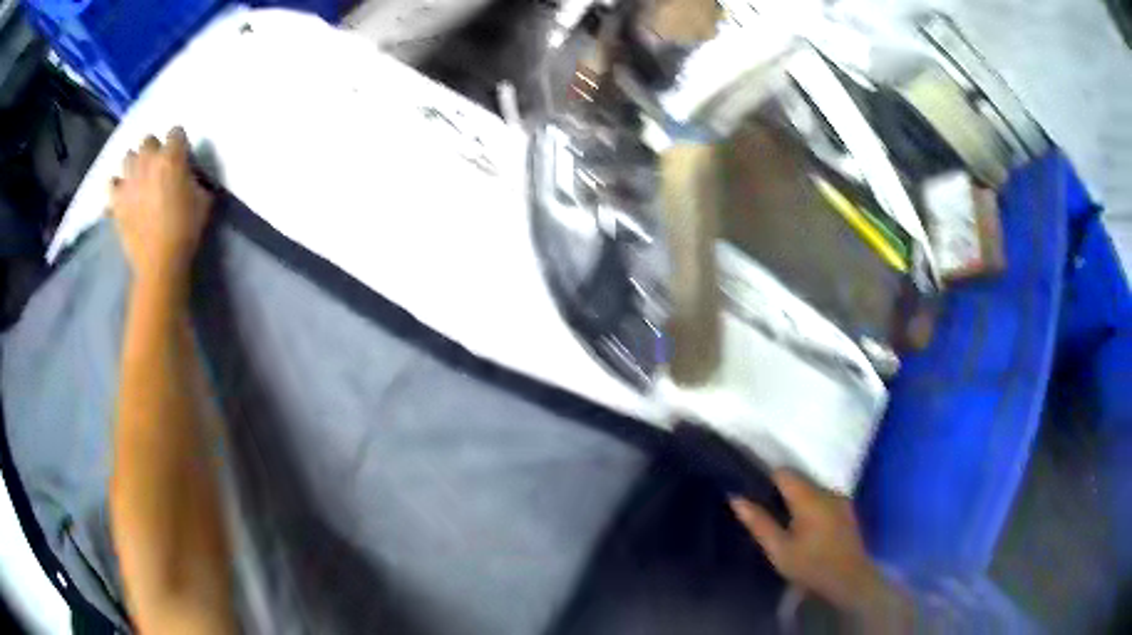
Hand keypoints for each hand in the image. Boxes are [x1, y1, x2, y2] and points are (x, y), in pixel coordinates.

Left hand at [110, 128, 211, 288]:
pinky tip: (123, 194)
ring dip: (134, 164)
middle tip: (157, 167)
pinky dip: (117, 187)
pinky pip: (112, 184)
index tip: (181, 156)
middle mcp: (147, 161)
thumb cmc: (186, 229)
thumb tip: (189, 175)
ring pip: (128, 157)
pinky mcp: (116, 201)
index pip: (175, 132)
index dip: (179, 143)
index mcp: (171, 157)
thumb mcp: (203, 200)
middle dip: (153, 150)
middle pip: (148, 140)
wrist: (160, 262)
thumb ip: (195, 179)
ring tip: (139, 178)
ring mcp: (129, 180)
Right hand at [730, 470, 909, 626]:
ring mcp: (840, 500)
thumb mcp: (779, 549)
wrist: (849, 580)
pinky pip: (824, 499)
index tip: (754, 492)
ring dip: (799, 500)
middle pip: (800, 481)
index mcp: (809, 498)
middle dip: (782, 492)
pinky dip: (813, 507)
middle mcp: (827, 491)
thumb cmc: (810, 566)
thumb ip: (759, 522)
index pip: (784, 473)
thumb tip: (736, 498)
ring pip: (813, 490)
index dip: (767, 478)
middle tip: (768, 513)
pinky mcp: (848, 510)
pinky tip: (808, 529)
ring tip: (787, 523)